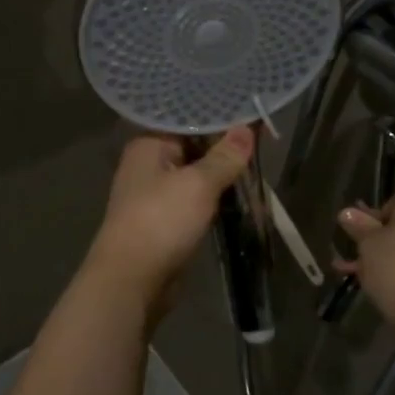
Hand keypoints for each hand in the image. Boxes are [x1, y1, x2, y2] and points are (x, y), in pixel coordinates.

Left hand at [87, 127, 255, 314]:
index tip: (251, 114)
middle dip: (225, 149)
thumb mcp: (198, 184)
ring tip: (257, 165)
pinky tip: (240, 195)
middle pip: (193, 148)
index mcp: (149, 145)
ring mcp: (155, 195)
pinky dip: (214, 199)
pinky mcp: (165, 221)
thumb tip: (246, 129)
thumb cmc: (161, 221)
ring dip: (222, 176)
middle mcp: (148, 165)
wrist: (132, 280)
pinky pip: (195, 201)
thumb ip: (224, 157)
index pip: (188, 120)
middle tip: (263, 139)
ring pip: (196, 177)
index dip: (220, 119)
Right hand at [334, 195, 394, 322]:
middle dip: (377, 244)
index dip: (370, 223)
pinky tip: (385, 287)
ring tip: (363, 278)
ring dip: (388, 260)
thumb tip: (347, 212)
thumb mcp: (368, 244)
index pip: (392, 206)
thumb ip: (359, 226)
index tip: (356, 241)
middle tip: (356, 261)